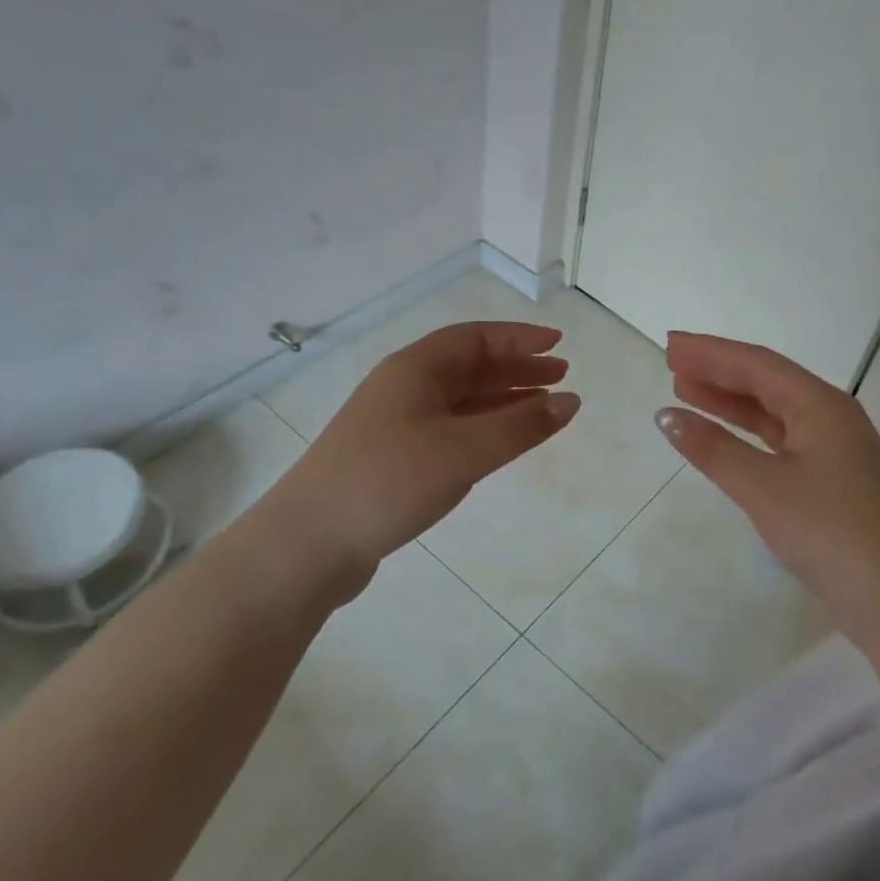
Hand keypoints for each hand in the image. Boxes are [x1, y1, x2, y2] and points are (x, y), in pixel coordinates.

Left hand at [268, 322, 578, 597]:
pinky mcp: (393, 458)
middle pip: (469, 366)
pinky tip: (501, 442)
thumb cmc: (388, 481)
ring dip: (502, 399)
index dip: (519, 338)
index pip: (475, 338)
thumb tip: (570, 401)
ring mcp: (396, 423)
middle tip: (561, 376)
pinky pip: (450, 428)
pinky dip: (482, 428)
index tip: (558, 344)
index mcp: (415, 369)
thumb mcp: (462, 451)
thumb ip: (520, 427)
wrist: (309, 542)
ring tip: (543, 407)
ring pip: (460, 399)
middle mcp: (404, 387)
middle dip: (516, 369)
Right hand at [656, 332, 879, 640]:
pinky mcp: (833, 481)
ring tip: (686, 391)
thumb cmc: (831, 534)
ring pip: (774, 412)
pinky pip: (782, 440)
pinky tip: (724, 437)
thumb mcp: (764, 488)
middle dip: (719, 371)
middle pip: (767, 382)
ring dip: (731, 401)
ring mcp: (836, 450)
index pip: (757, 364)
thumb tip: (667, 416)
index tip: (670, 346)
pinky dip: (748, 434)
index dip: (711, 353)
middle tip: (672, 363)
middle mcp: (832, 417)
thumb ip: (714, 449)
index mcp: (822, 405)